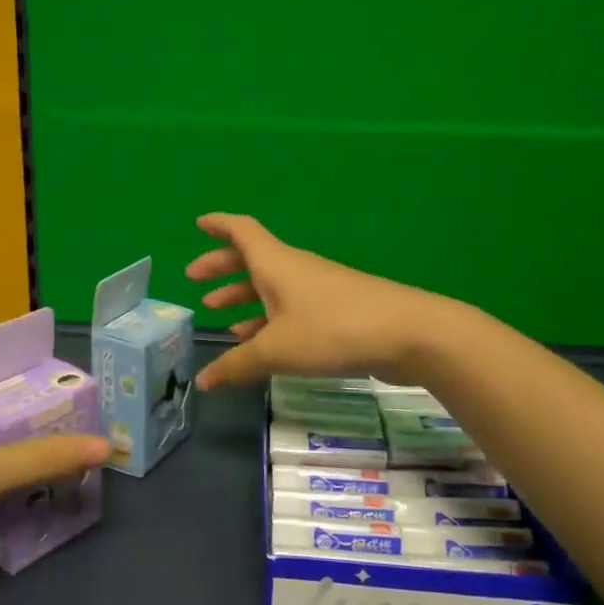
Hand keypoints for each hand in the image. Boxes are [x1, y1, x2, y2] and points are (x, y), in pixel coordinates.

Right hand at [186, 213, 451, 390]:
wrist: (409, 334)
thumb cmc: (333, 329)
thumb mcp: (278, 350)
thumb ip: (238, 365)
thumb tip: (203, 381)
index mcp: (276, 264)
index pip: (242, 231)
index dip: (219, 225)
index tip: (198, 223)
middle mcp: (294, 269)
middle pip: (252, 259)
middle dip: (222, 267)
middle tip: (194, 280)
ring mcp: (317, 289)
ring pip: (270, 286)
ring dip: (243, 296)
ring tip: (218, 316)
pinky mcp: (335, 311)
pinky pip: (289, 308)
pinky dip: (267, 319)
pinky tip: (257, 342)